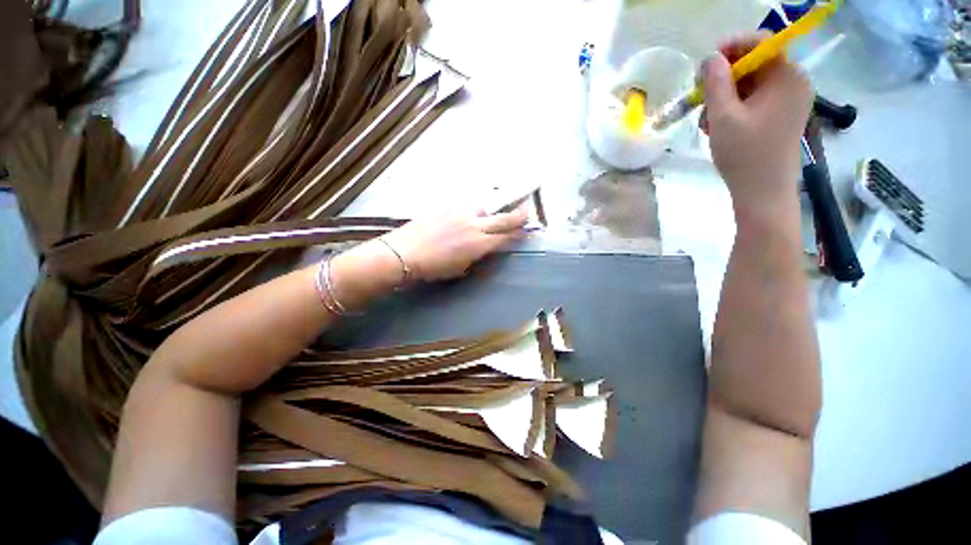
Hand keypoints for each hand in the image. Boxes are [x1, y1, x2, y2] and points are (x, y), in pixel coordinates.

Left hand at [381, 207, 528, 280]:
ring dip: (490, 212)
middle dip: (519, 215)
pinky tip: (465, 216)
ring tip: (486, 218)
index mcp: (480, 244)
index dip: (520, 232)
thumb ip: (477, 256)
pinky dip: (471, 211)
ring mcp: (461, 212)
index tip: (529, 228)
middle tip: (527, 211)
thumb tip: (485, 249)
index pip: (507, 236)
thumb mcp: (461, 269)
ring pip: (484, 207)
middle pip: (504, 218)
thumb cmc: (433, 268)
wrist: (404, 253)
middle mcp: (475, 225)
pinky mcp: (447, 206)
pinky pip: (466, 206)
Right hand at [700, 34, 812, 216]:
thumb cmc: (744, 155)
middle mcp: (794, 82)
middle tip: (700, 98)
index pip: (761, 43)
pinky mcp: (781, 115)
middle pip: (755, 64)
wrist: (763, 192)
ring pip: (751, 84)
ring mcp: (789, 100)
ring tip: (708, 122)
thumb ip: (716, 83)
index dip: (732, 47)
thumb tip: (710, 57)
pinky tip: (719, 126)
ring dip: (725, 97)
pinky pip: (755, 100)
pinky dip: (734, 108)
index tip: (706, 62)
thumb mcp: (723, 117)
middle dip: (724, 78)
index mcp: (787, 77)